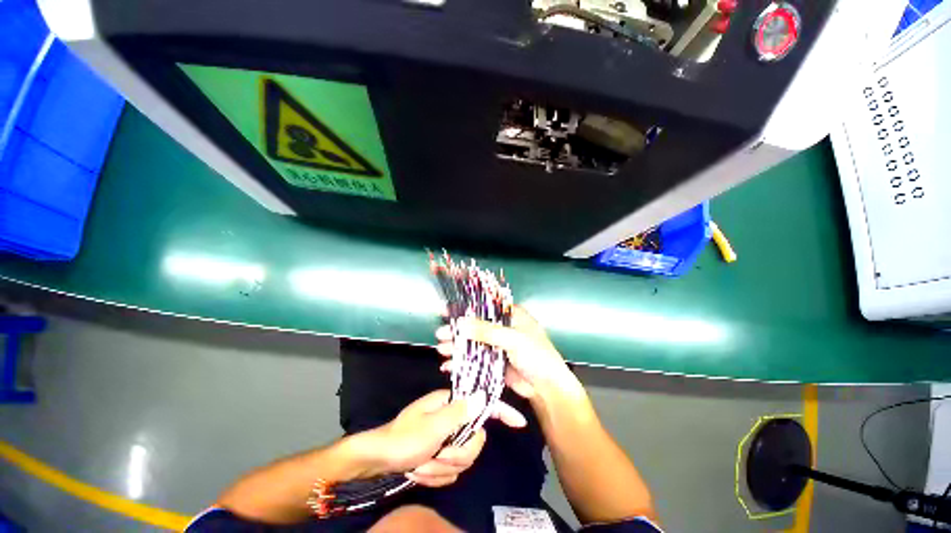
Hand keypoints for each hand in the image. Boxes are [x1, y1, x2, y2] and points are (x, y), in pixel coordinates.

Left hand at [367, 389, 525, 487]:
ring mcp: (446, 438)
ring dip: (441, 467)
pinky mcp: (441, 455)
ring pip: (464, 459)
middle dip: (456, 454)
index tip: (519, 422)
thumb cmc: (403, 438)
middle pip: (475, 441)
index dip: (501, 411)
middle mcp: (452, 419)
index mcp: (450, 404)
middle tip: (436, 454)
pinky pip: (451, 471)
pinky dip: (436, 474)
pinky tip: (420, 469)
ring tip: (422, 463)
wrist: (378, 460)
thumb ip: (460, 412)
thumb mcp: (432, 426)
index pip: (482, 404)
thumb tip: (483, 396)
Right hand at [436, 306, 581, 404]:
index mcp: (511, 315)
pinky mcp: (493, 361)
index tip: (446, 311)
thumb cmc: (536, 356)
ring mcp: (497, 345)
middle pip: (476, 325)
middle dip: (458, 330)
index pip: (485, 307)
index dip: (466, 309)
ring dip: (457, 346)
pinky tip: (449, 365)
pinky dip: (462, 361)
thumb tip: (460, 324)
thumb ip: (487, 331)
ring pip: (473, 342)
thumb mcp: (512, 339)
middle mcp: (503, 327)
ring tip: (442, 350)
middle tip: (440, 334)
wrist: (546, 389)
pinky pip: (474, 358)